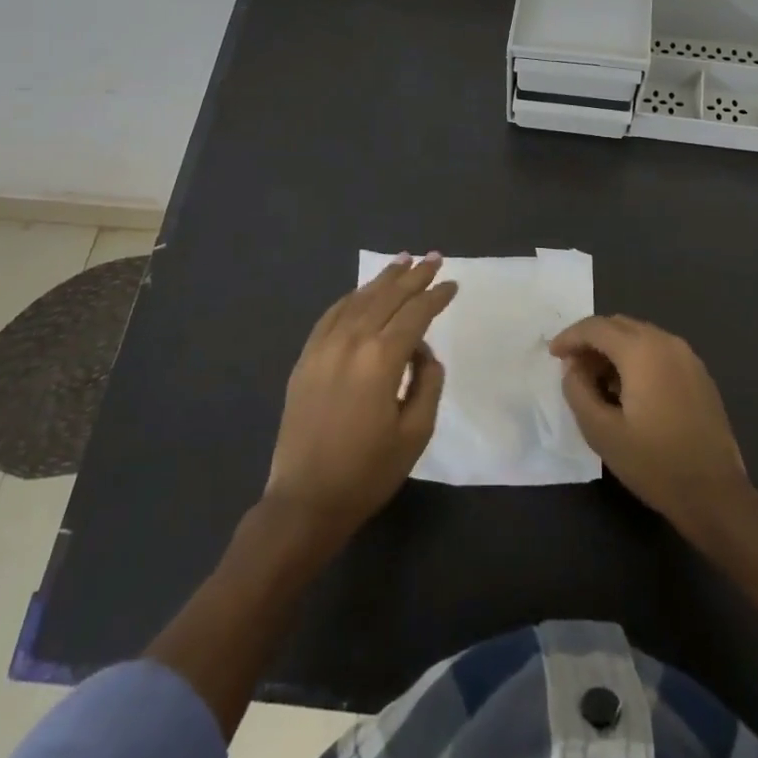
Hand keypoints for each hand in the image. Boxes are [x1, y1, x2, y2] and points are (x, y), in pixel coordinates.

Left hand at [265, 253, 455, 539]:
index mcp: (381, 359)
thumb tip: (423, 352)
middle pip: (387, 297)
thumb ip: (428, 382)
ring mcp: (323, 347)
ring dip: (383, 279)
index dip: (436, 296)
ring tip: (403, 261)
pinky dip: (351, 298)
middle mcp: (351, 342)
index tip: (452, 284)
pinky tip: (362, 292)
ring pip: (358, 300)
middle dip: (413, 276)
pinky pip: (331, 315)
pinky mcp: (305, 359)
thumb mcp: (416, 432)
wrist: (305, 500)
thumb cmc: (368, 472)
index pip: (415, 314)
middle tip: (433, 257)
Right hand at [550, 315, 749, 533]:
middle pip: (619, 325)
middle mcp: (666, 342)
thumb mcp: (601, 432)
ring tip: (596, 380)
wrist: (715, 494)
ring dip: (613, 349)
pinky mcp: (699, 374)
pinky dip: (636, 358)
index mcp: (642, 350)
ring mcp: (688, 357)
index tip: (553, 355)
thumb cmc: (654, 463)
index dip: (570, 337)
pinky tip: (627, 389)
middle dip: (591, 340)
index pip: (596, 327)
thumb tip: (572, 367)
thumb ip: (578, 391)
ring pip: (640, 336)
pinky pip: (659, 351)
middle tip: (572, 367)